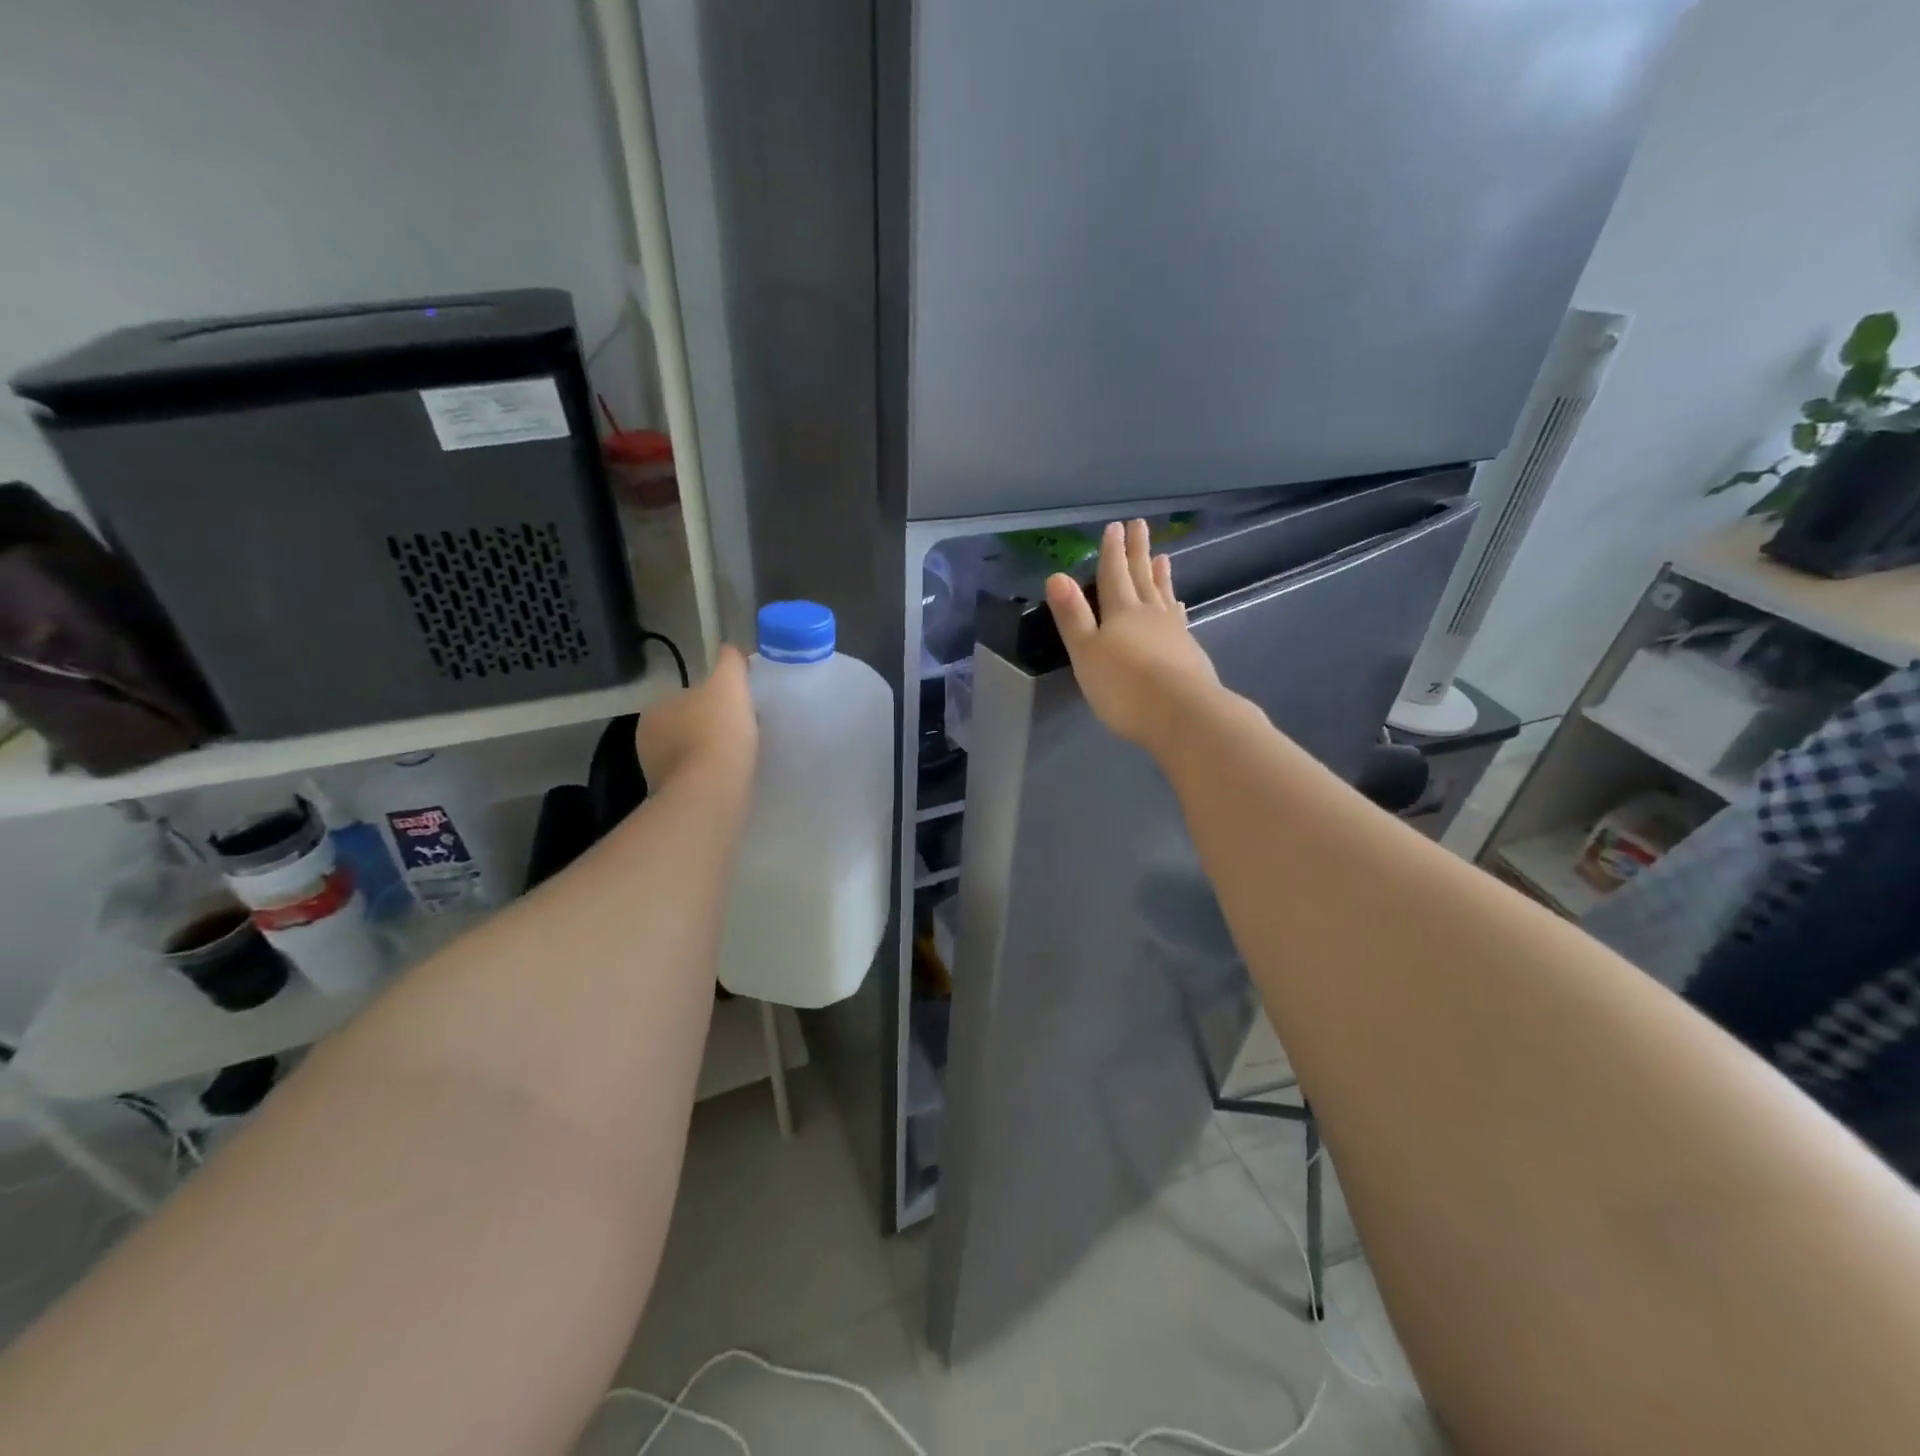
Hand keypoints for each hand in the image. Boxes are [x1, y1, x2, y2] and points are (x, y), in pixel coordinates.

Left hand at [636, 645, 757, 792]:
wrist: (713, 791)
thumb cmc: (718, 731)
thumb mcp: (729, 683)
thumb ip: (730, 662)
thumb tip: (731, 649)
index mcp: (655, 709)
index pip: (686, 698)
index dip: (713, 701)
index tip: (737, 708)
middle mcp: (647, 740)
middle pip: (687, 727)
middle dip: (709, 729)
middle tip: (742, 733)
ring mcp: (657, 774)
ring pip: (690, 756)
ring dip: (709, 756)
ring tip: (740, 759)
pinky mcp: (671, 800)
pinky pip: (695, 782)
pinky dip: (710, 779)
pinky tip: (731, 780)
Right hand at [1045, 519, 1221, 753]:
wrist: (1184, 714)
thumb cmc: (1125, 687)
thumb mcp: (1086, 654)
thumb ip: (1073, 616)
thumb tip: (1056, 576)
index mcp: (1121, 613)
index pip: (1113, 575)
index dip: (1112, 552)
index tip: (1115, 527)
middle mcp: (1149, 614)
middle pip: (1141, 577)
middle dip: (1137, 552)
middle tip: (1140, 526)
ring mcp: (1174, 631)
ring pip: (1163, 595)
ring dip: (1160, 575)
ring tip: (1163, 557)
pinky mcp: (1190, 651)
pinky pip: (1178, 617)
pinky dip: (1175, 606)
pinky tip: (1179, 606)